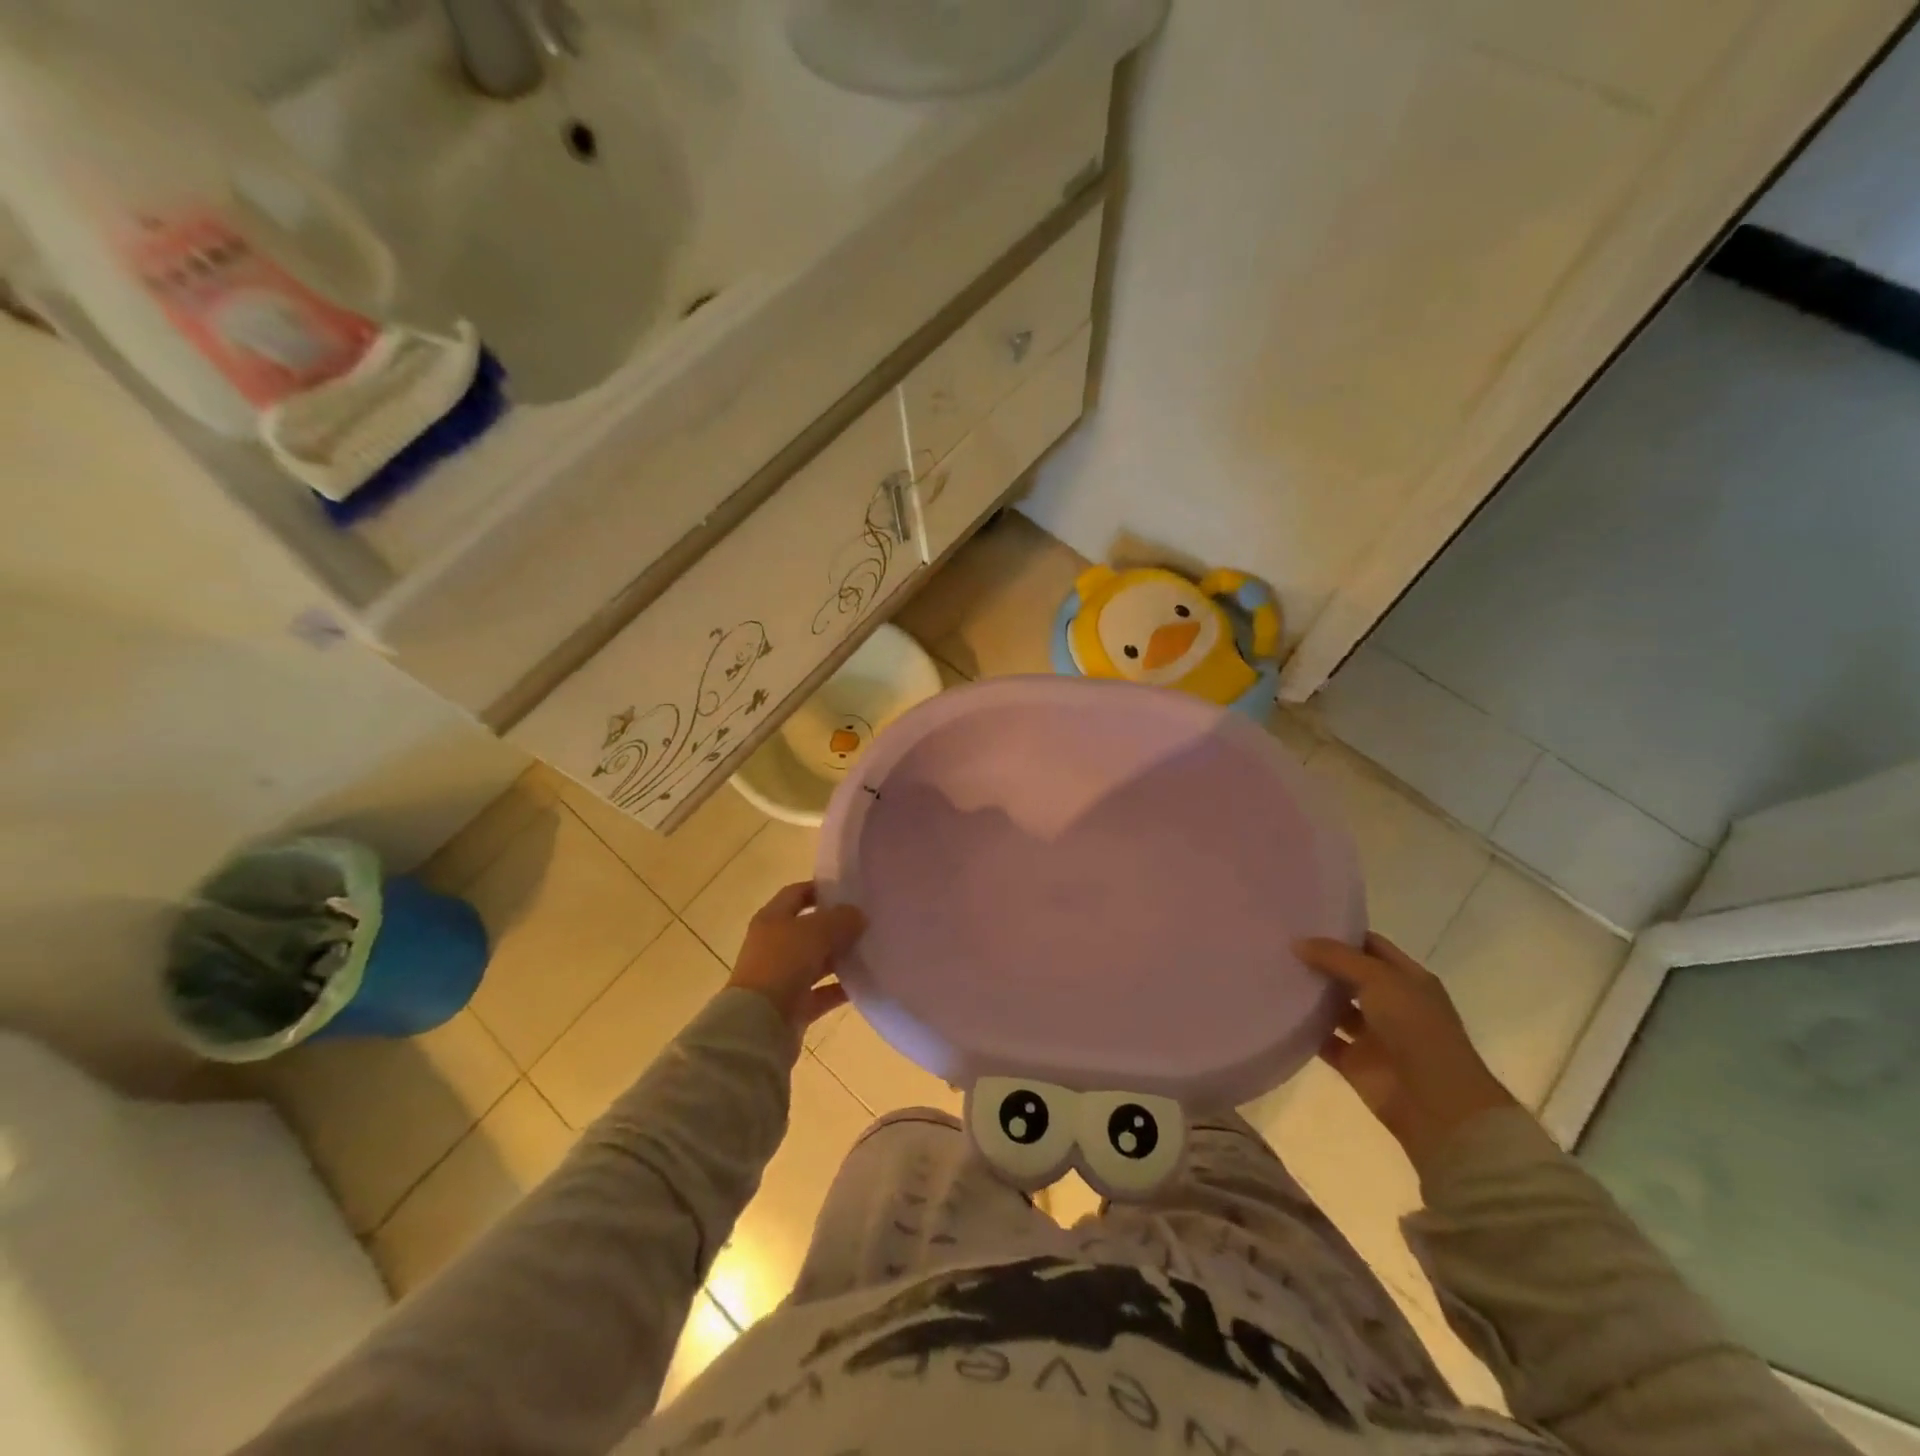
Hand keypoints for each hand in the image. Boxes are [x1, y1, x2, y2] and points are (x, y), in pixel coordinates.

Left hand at [727, 882, 864, 1033]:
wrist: (759, 1024)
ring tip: (871, 950)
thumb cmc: (783, 964)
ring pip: (817, 961)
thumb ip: (841, 919)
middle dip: (836, 925)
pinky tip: (865, 983)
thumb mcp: (816, 931)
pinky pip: (822, 992)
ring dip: (840, 957)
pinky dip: (840, 988)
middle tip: (868, 921)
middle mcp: (775, 944)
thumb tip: (858, 915)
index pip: (797, 894)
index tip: (849, 890)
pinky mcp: (793, 1006)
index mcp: (772, 918)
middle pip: (809, 928)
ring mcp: (783, 977)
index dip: (820, 889)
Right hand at [1297, 933, 1517, 1172]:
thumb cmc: (1416, 1030)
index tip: (1302, 920)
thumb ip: (1337, 958)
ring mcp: (1373, 1035)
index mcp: (1407, 980)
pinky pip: (1323, 1039)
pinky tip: (1275, 1010)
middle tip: (1278, 943)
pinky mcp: (1354, 1063)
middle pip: (1349, 975)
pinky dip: (1304, 1029)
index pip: (1370, 946)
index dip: (1341, 933)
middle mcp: (1391, 1004)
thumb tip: (1296, 943)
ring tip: (1271, 971)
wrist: (1436, 1104)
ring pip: (1334, 1007)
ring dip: (1310, 994)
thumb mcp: (1380, 980)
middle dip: (1319, 961)